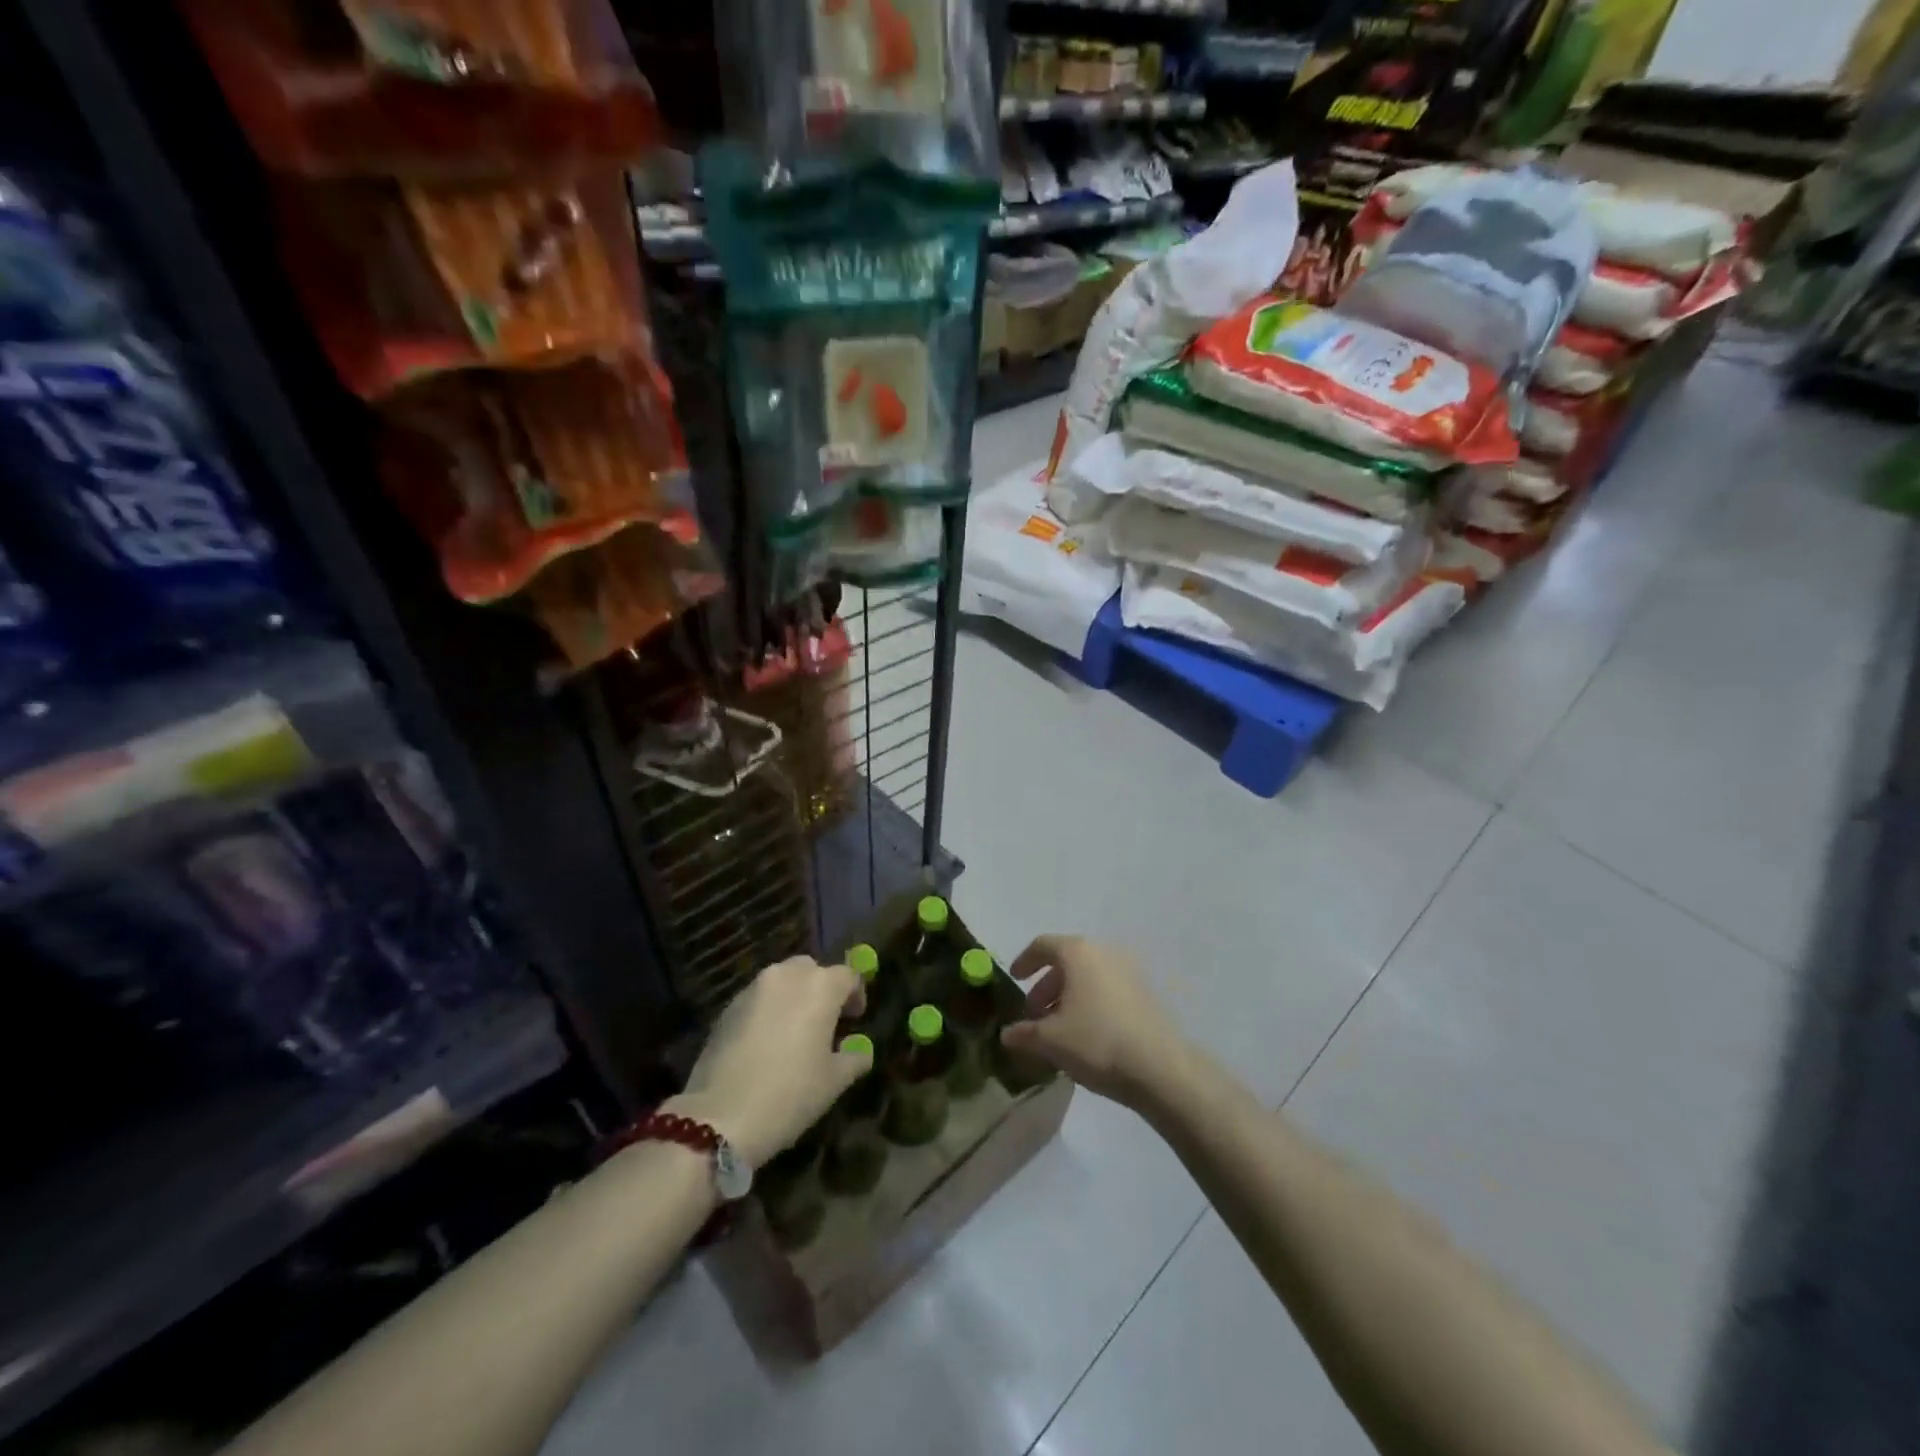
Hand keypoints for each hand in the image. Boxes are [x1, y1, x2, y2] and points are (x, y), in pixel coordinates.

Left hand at [668, 957, 871, 1168]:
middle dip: (821, 989)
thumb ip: (854, 1057)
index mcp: (820, 987)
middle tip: (825, 1021)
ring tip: (794, 1031)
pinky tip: (765, 1043)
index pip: (848, 975)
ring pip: (782, 980)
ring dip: (793, 997)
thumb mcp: (834, 1082)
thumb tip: (860, 1050)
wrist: (720, 1116)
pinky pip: (758, 998)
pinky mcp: (727, 1007)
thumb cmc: (789, 1094)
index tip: (855, 1019)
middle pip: (812, 969)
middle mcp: (786, 976)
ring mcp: (753, 989)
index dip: (856, 995)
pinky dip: (768, 1010)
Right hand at [1000, 935, 1190, 1109]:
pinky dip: (1090, 1002)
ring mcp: (1129, 970)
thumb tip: (1007, 1034)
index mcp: (1079, 952)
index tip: (1015, 978)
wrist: (1160, 1068)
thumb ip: (1024, 1033)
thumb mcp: (1051, 1040)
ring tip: (1059, 1028)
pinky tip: (1086, 1034)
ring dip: (1068, 996)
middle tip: (1034, 1014)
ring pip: (1089, 976)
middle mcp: (1104, 952)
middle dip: (1046, 985)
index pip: (1043, 945)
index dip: (1025, 961)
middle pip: (1067, 960)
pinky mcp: (1145, 992)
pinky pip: (1107, 988)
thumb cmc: (1097, 1041)